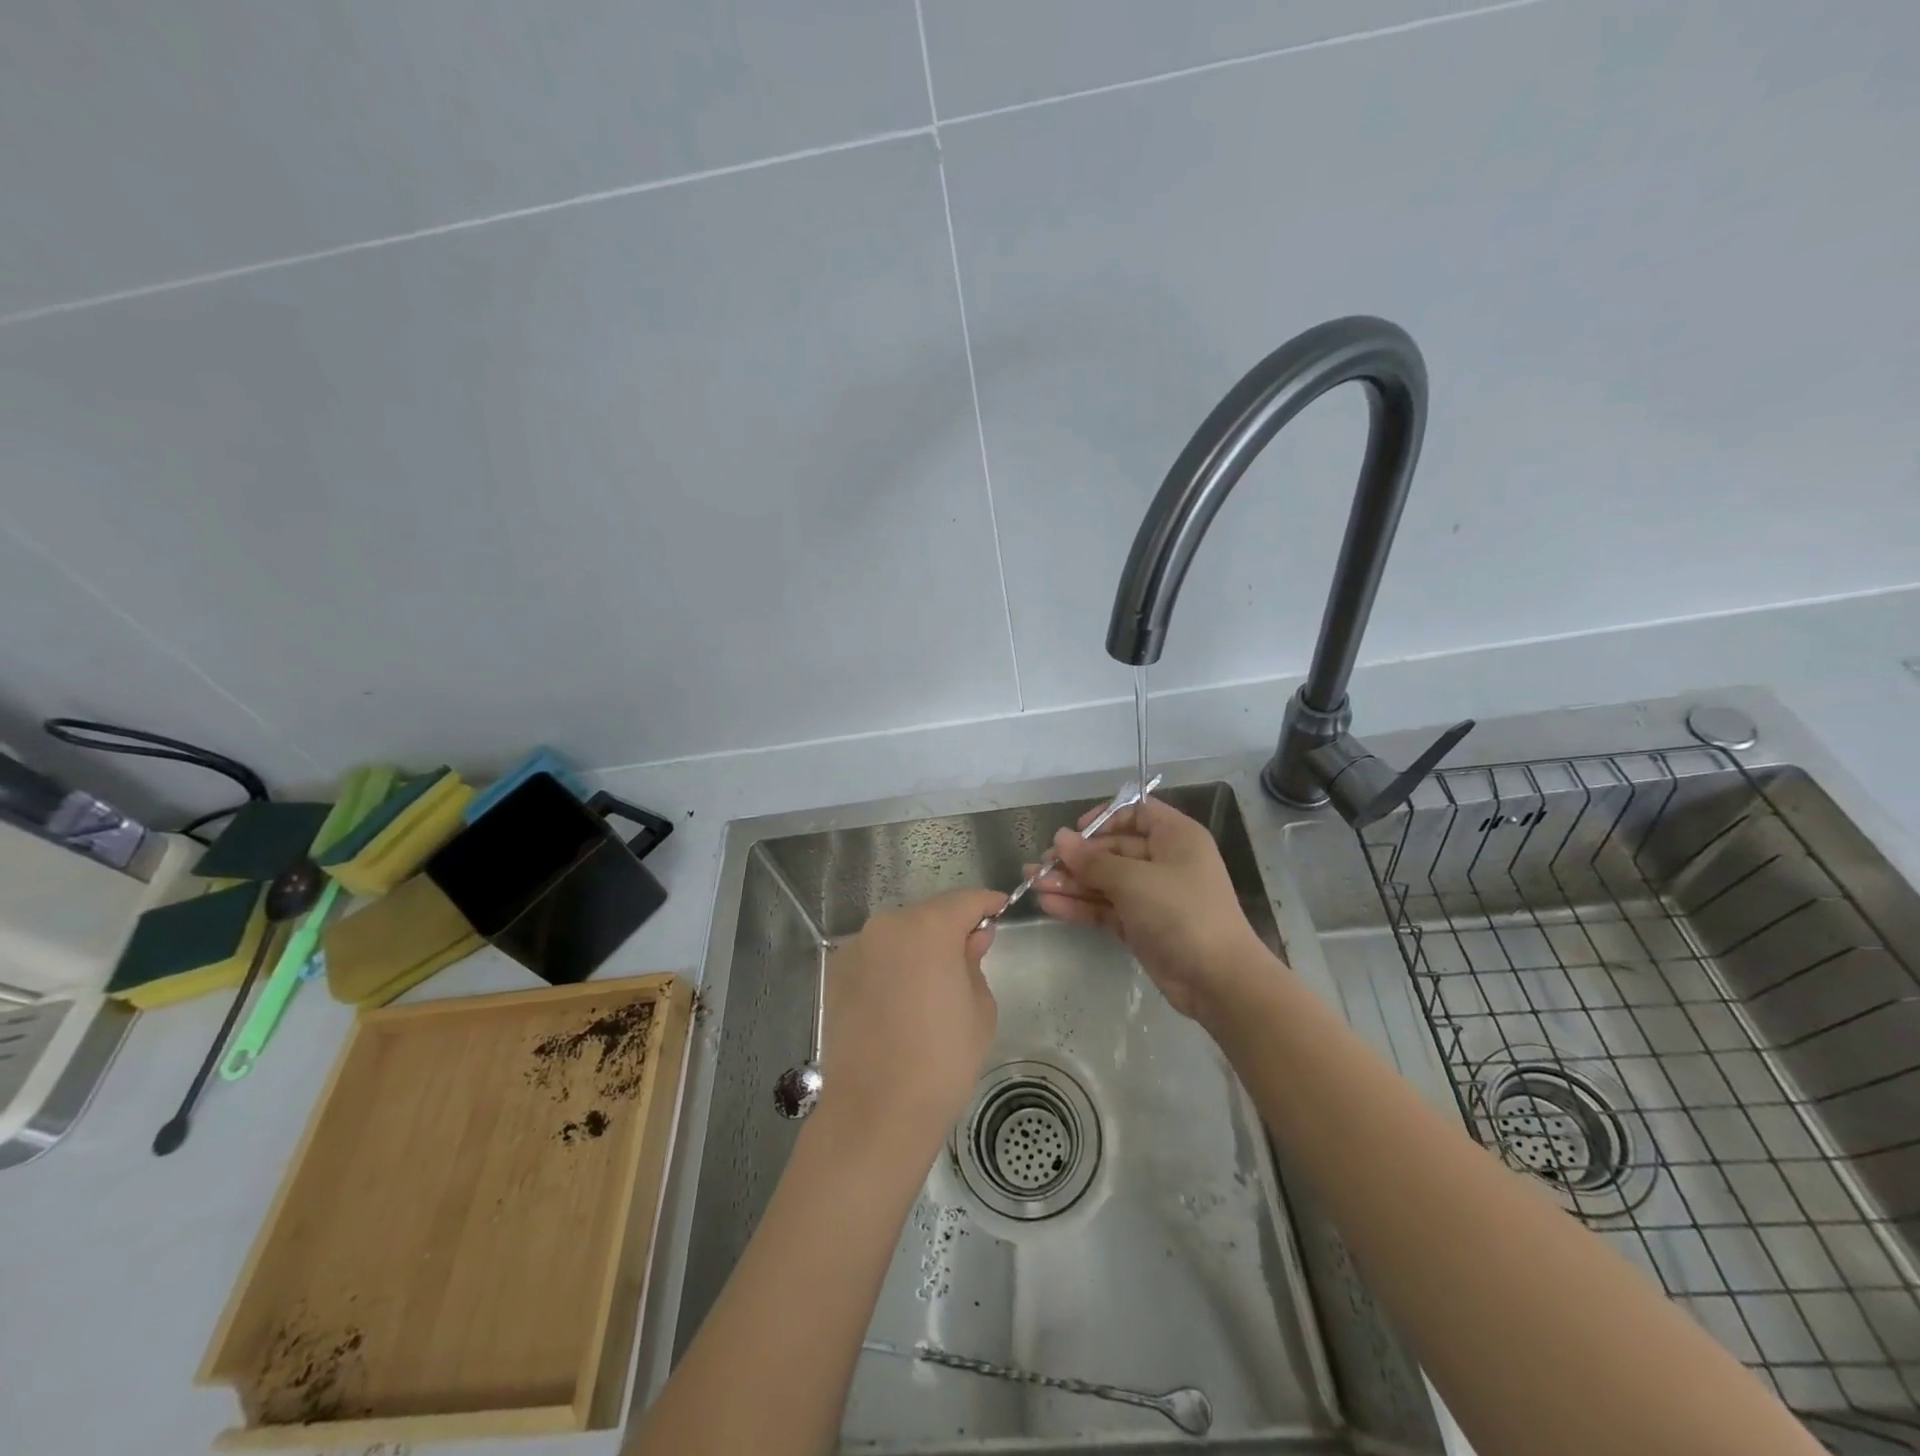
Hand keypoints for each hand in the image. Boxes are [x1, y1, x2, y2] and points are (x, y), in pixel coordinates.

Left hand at [814, 888, 1004, 1150]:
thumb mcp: (979, 1009)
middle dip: (949, 930)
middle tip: (967, 959)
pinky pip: (874, 957)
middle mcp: (887, 926)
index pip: (965, 901)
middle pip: (928, 916)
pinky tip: (898, 1003)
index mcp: (928, 928)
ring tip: (929, 988)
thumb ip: (974, 962)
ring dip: (916, 950)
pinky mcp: (835, 974)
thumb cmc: (942, 1060)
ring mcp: (856, 949)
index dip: (986, 904)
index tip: (1000, 910)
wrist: (875, 1111)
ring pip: (898, 936)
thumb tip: (971, 939)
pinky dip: (890, 967)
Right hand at [1034, 794, 1272, 1020]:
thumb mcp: (1134, 880)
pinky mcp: (1141, 925)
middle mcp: (1164, 861)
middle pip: (1112, 850)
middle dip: (1075, 858)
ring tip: (1032, 884)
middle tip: (1038, 866)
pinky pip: (1105, 908)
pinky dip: (1080, 906)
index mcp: (1175, 837)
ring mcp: (1152, 895)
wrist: (1218, 980)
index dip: (1104, 818)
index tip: (1074, 832)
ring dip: (1071, 882)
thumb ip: (1093, 860)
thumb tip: (1060, 838)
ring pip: (1105, 881)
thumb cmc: (1181, 912)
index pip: (1137, 812)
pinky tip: (1048, 905)